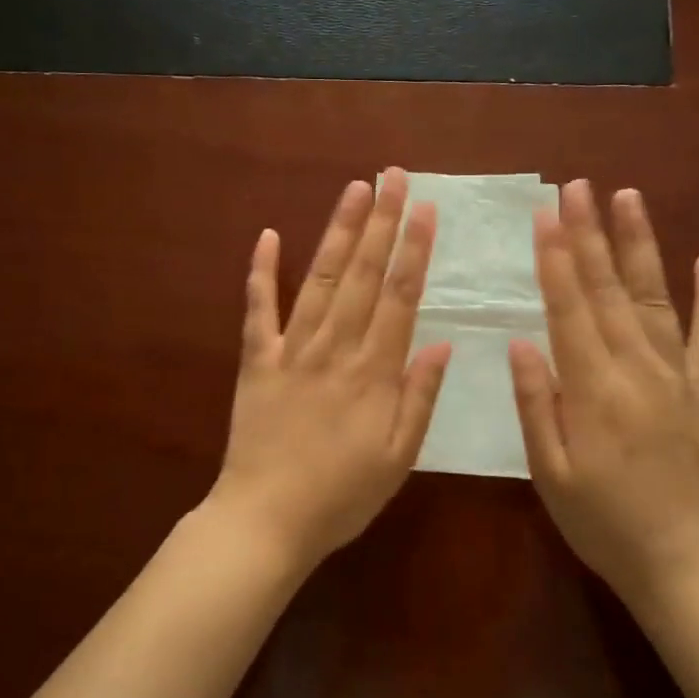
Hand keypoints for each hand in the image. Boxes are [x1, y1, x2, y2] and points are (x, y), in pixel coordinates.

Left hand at [208, 168, 451, 570]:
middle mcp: (334, 348)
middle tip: (392, 176)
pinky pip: (258, 309)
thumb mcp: (398, 459)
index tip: (424, 209)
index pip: (399, 297)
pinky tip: (268, 235)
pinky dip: (262, 271)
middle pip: (363, 275)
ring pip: (320, 279)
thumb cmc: (341, 496)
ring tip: (354, 190)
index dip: (413, 250)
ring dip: (339, 232)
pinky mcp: (256, 360)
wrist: (265, 521)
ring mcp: (291, 350)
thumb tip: (442, 344)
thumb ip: (420, 398)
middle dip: (381, 222)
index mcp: (373, 372)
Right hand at [509, 180, 698, 610]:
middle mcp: (639, 370)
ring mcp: (679, 377)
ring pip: (655, 298)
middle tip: (577, 187)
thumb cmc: (602, 522)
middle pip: (608, 290)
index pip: (570, 309)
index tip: (546, 216)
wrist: (683, 565)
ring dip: (640, 245)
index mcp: (596, 389)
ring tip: (628, 198)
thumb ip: (538, 403)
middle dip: (590, 234)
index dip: (557, 259)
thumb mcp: (551, 473)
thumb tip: (522, 341)